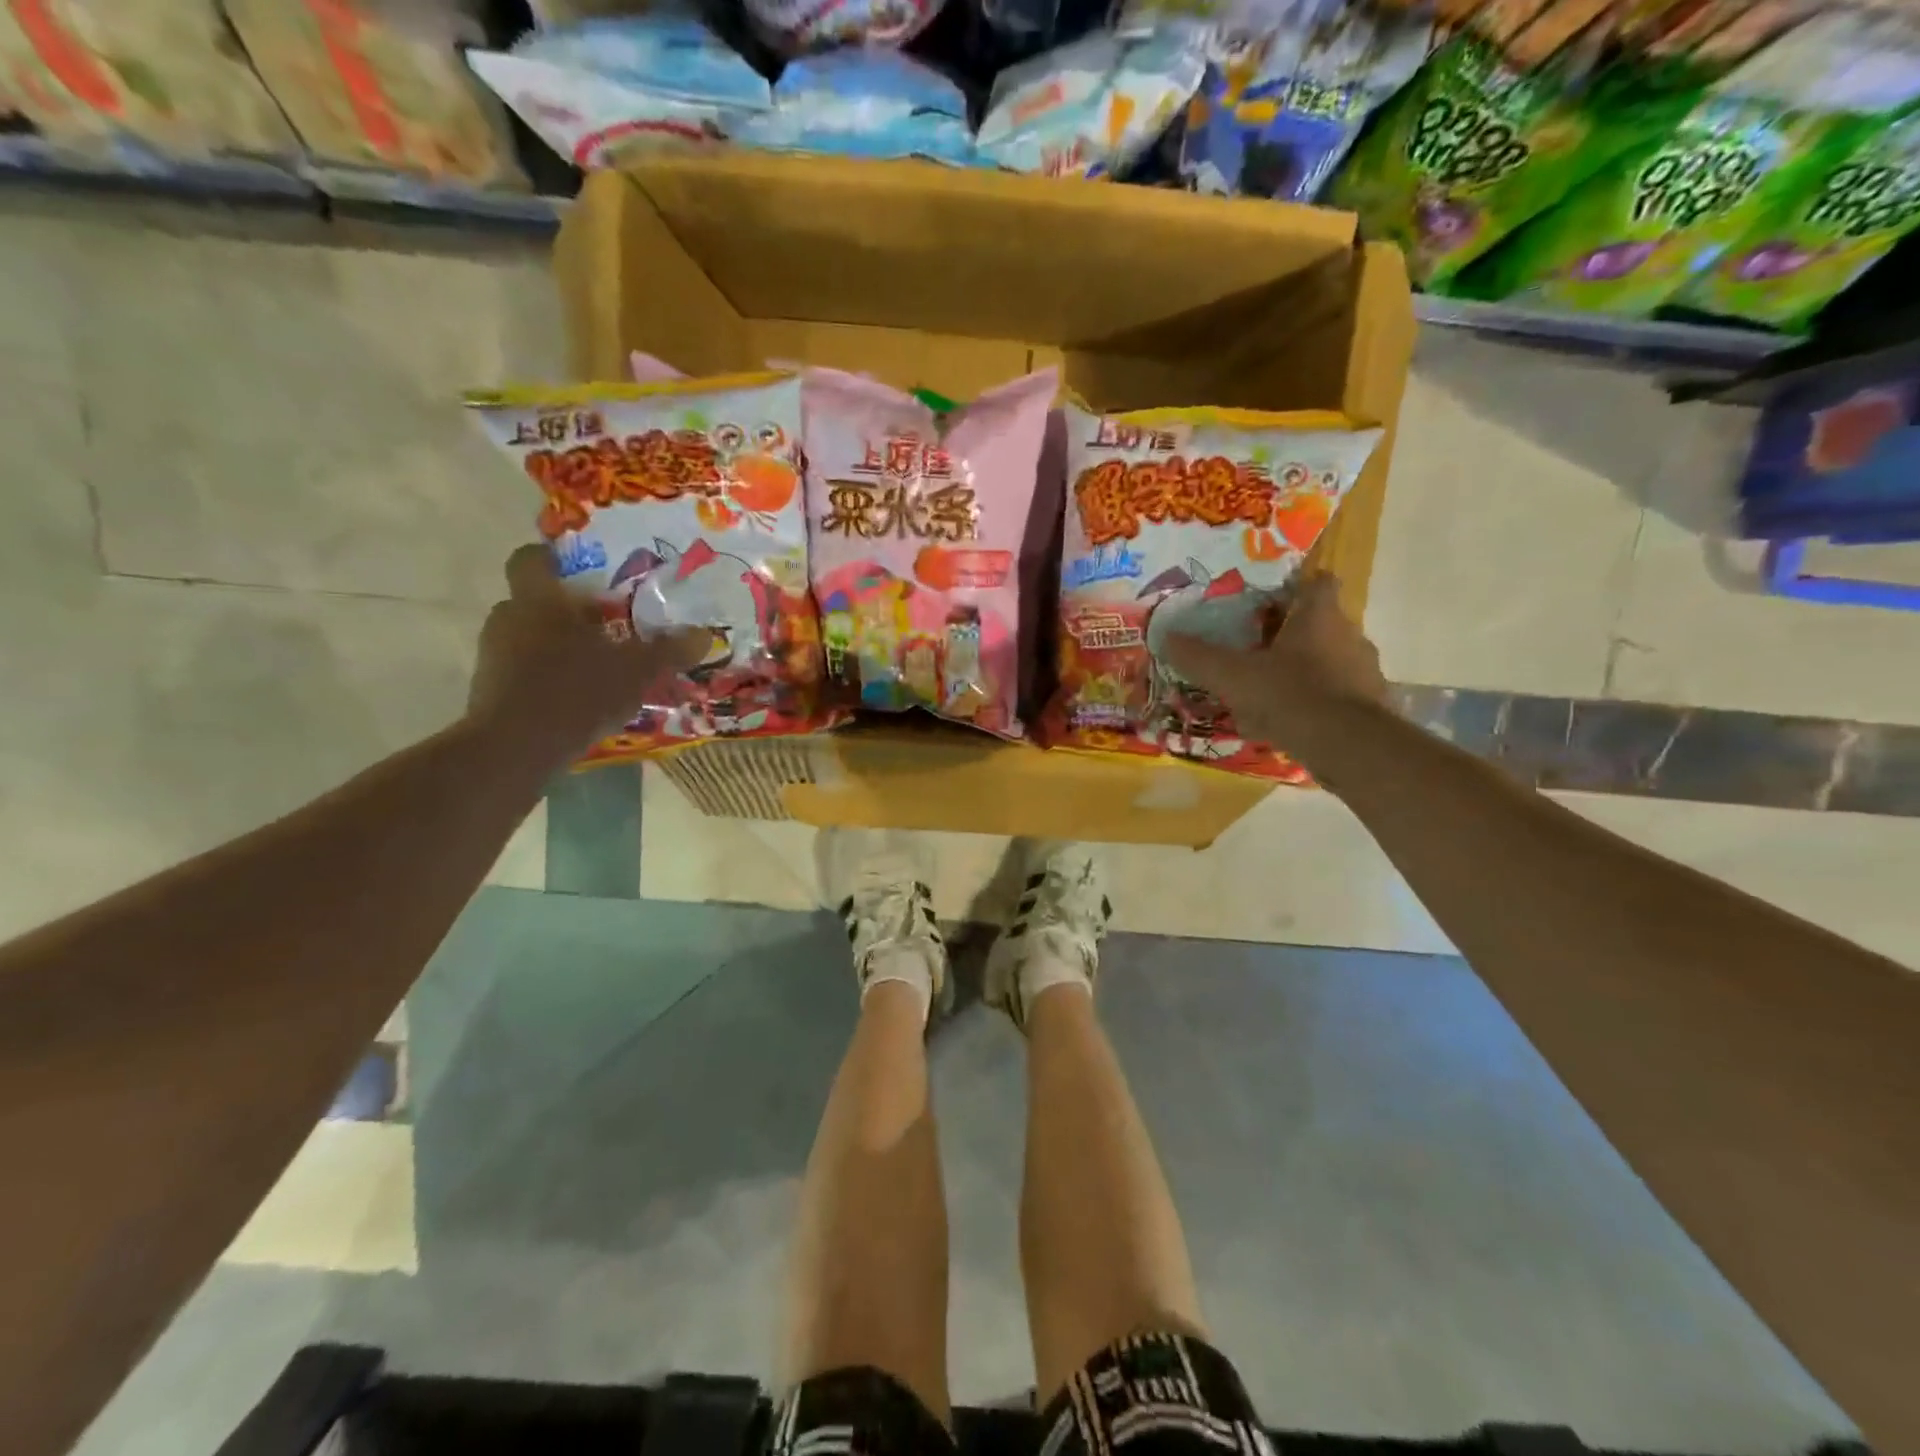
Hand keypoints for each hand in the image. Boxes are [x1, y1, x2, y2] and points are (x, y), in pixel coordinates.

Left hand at [467, 545, 708, 760]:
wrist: (516, 747)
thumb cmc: (577, 690)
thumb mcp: (637, 670)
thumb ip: (669, 650)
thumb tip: (704, 635)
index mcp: (539, 600)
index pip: (531, 559)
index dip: (553, 559)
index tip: (580, 571)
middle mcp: (509, 618)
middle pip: (535, 602)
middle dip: (568, 611)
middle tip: (607, 625)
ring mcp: (494, 655)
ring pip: (529, 638)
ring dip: (558, 647)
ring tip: (598, 667)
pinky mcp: (491, 690)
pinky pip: (523, 671)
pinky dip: (548, 678)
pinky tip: (579, 699)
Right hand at [1160, 575, 1387, 756]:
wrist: (1346, 746)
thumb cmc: (1289, 695)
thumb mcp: (1232, 676)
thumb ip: (1199, 657)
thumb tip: (1166, 638)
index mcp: (1319, 617)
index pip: (1318, 582)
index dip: (1295, 587)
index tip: (1270, 600)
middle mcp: (1349, 636)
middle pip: (1320, 624)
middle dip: (1290, 635)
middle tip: (1256, 649)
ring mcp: (1364, 672)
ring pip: (1329, 661)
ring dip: (1302, 671)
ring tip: (1269, 691)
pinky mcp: (1370, 706)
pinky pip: (1336, 695)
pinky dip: (1314, 703)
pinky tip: (1288, 723)